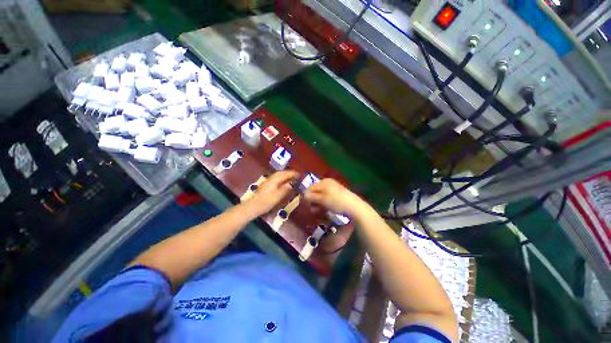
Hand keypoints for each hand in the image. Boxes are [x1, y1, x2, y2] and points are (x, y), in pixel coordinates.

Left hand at [244, 170, 298, 215]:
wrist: (254, 205)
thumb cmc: (267, 201)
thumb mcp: (278, 196)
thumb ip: (285, 189)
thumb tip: (292, 183)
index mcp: (275, 180)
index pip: (285, 174)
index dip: (293, 174)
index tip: (299, 175)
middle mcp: (271, 178)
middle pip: (281, 172)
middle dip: (289, 173)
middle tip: (296, 175)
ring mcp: (268, 181)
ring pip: (278, 174)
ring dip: (285, 174)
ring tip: (291, 177)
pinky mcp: (266, 184)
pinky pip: (276, 177)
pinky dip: (281, 177)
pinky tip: (283, 181)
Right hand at [304, 179, 367, 216]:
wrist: (354, 206)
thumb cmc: (337, 202)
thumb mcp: (323, 200)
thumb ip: (312, 197)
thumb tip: (302, 196)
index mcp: (323, 182)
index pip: (310, 187)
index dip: (306, 196)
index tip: (304, 205)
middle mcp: (328, 183)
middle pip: (315, 191)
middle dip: (312, 200)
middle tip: (312, 209)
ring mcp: (333, 188)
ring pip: (321, 195)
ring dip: (318, 203)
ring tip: (317, 211)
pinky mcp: (337, 193)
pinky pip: (327, 197)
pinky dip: (324, 202)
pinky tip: (325, 209)